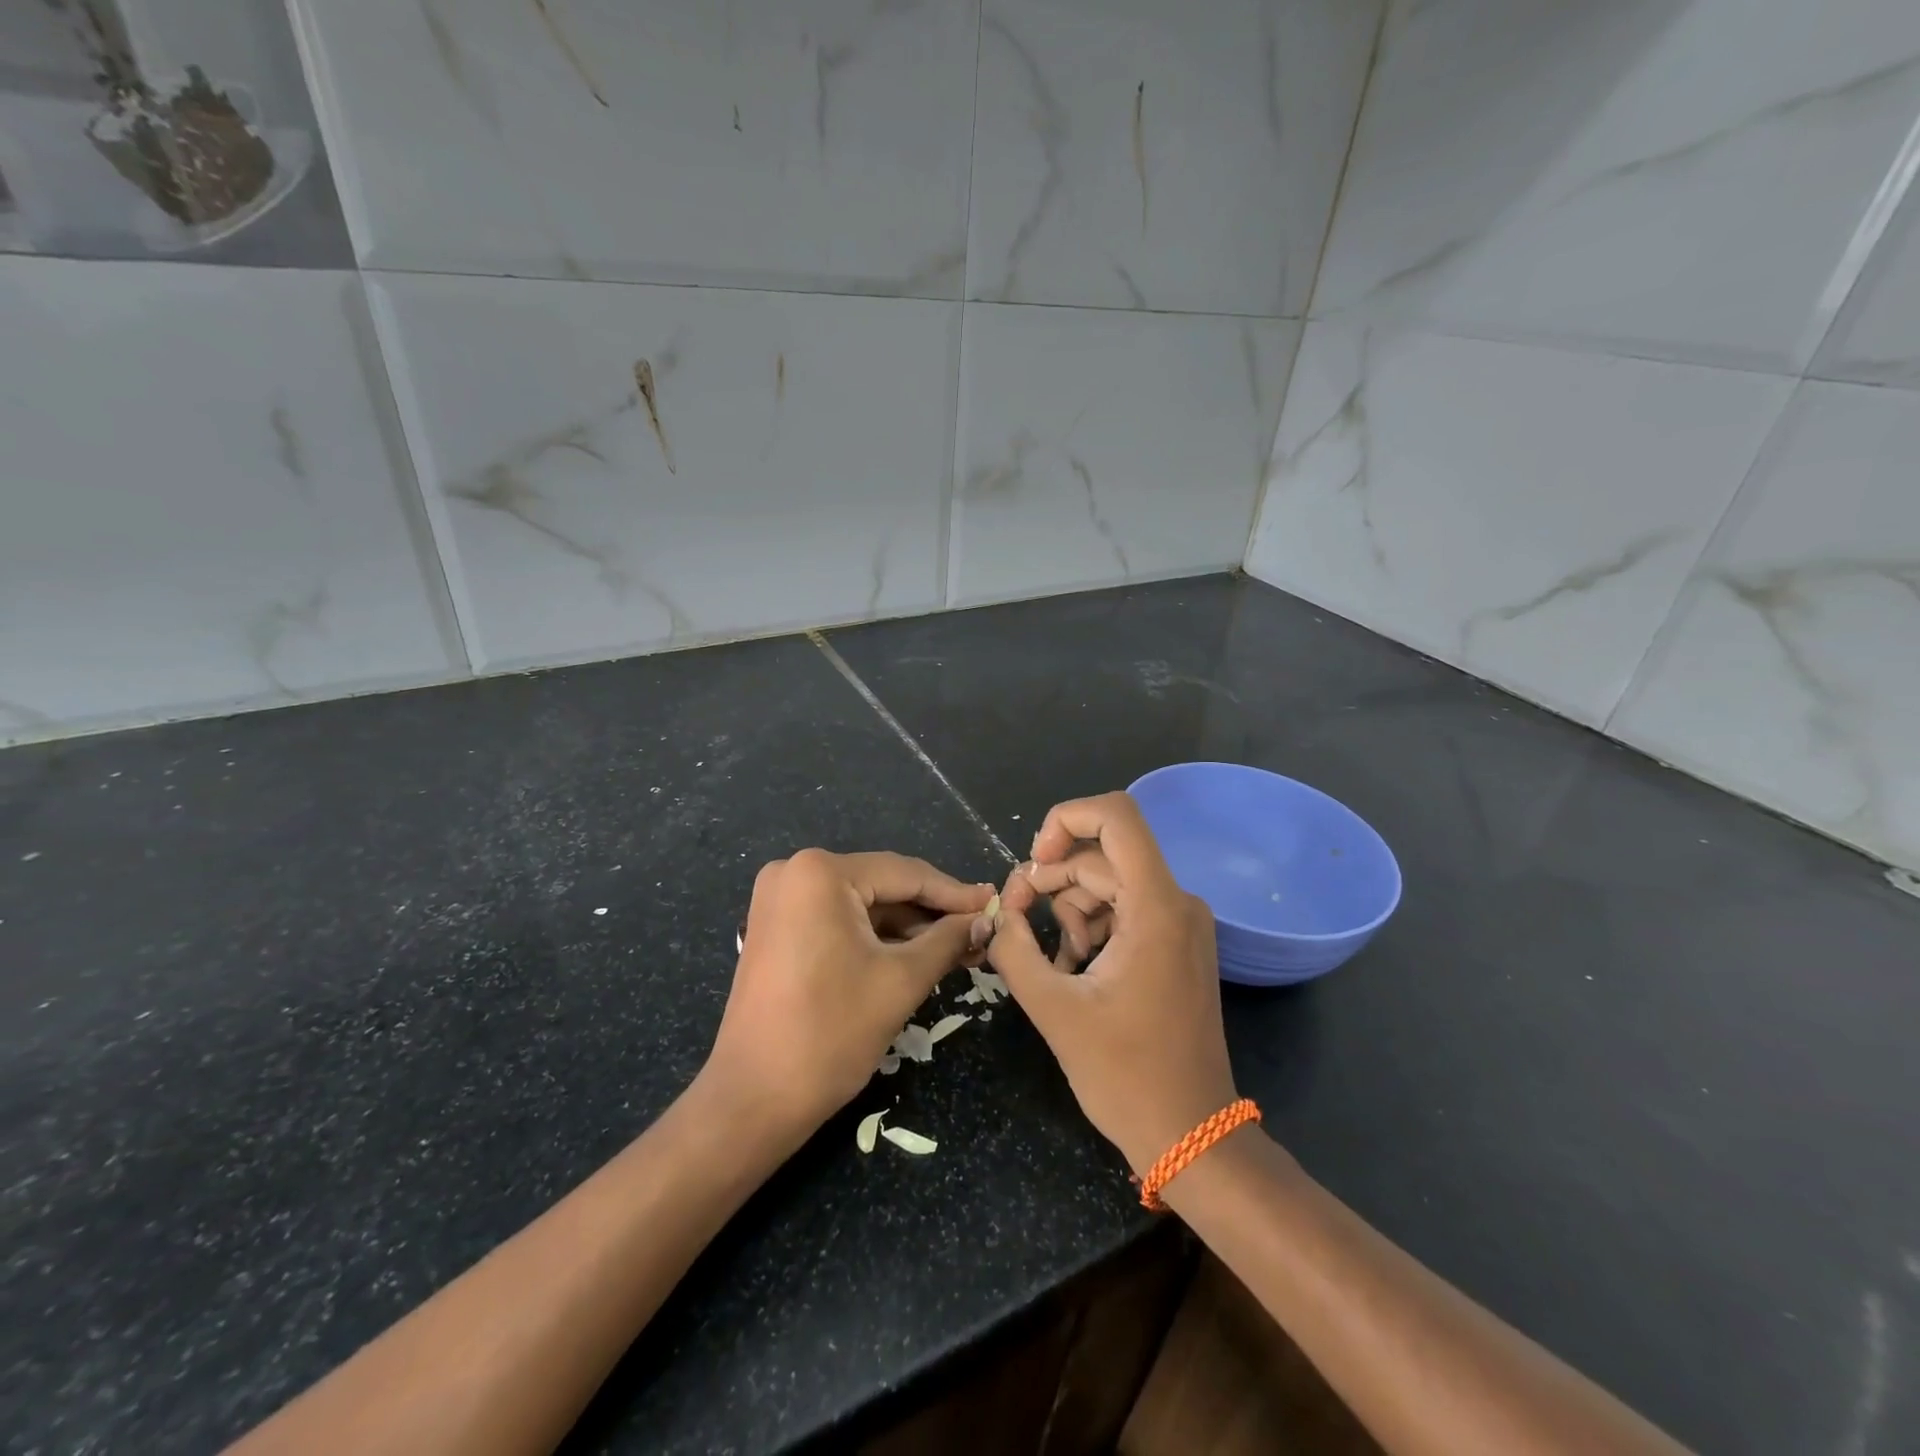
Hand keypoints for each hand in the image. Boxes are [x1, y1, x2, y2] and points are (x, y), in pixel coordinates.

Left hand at [704, 850, 992, 1138]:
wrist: (753, 1100)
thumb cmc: (831, 1034)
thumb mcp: (901, 981)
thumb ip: (948, 940)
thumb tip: (986, 919)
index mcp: (821, 873)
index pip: (905, 874)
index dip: (955, 893)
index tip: (995, 904)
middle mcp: (795, 871)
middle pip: (883, 885)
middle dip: (932, 913)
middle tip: (980, 931)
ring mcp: (780, 899)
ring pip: (863, 904)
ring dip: (907, 927)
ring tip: (958, 947)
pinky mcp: (778, 927)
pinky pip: (839, 919)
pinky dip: (876, 937)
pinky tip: (916, 953)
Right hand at [983, 793, 1238, 1177]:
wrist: (1192, 1135)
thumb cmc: (1125, 1075)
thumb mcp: (1054, 1009)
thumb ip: (1014, 950)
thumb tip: (999, 915)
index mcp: (1156, 907)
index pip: (1116, 816)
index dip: (1066, 818)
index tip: (1032, 862)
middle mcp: (1177, 902)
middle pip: (1102, 857)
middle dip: (1051, 879)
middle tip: (1013, 918)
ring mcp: (1181, 924)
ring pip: (1110, 884)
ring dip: (1069, 910)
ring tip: (1051, 960)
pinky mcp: (1177, 945)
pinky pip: (1125, 912)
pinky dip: (1092, 928)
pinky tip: (1073, 968)